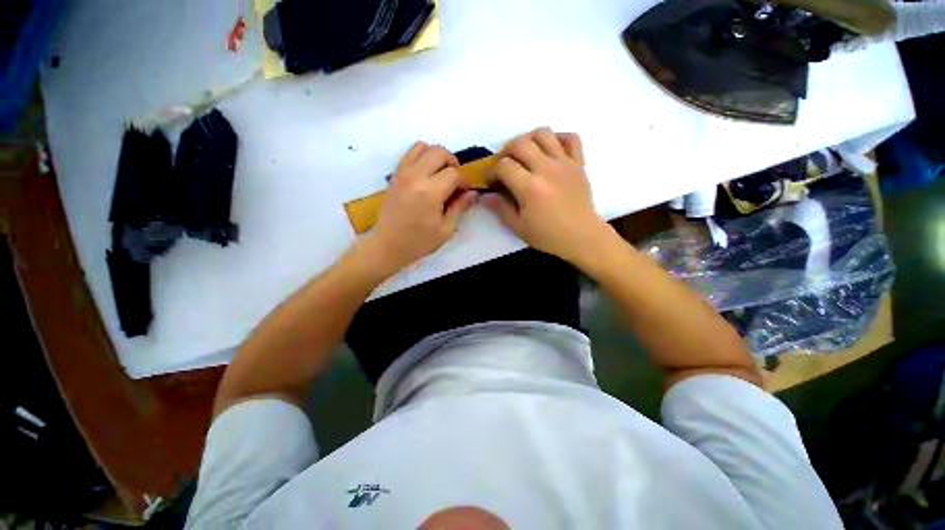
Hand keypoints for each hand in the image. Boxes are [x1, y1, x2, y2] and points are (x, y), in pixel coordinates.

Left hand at [363, 142, 477, 273]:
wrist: (388, 245)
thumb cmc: (419, 241)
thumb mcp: (446, 229)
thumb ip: (460, 207)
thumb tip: (473, 193)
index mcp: (430, 193)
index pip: (454, 173)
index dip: (464, 180)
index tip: (465, 191)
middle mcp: (415, 177)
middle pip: (439, 152)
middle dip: (453, 163)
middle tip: (455, 180)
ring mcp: (402, 173)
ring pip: (423, 146)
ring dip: (436, 156)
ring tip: (440, 173)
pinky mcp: (395, 175)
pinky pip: (409, 154)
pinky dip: (421, 157)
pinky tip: (426, 174)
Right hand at [482, 128, 610, 265]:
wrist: (582, 237)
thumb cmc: (548, 235)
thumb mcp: (518, 227)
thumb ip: (500, 208)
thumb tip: (485, 195)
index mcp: (530, 187)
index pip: (504, 166)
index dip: (492, 171)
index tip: (492, 182)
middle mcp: (546, 169)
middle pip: (520, 143)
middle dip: (506, 151)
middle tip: (504, 165)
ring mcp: (565, 163)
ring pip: (543, 133)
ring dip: (528, 139)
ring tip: (525, 153)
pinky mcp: (578, 163)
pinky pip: (570, 138)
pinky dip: (557, 138)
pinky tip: (550, 150)